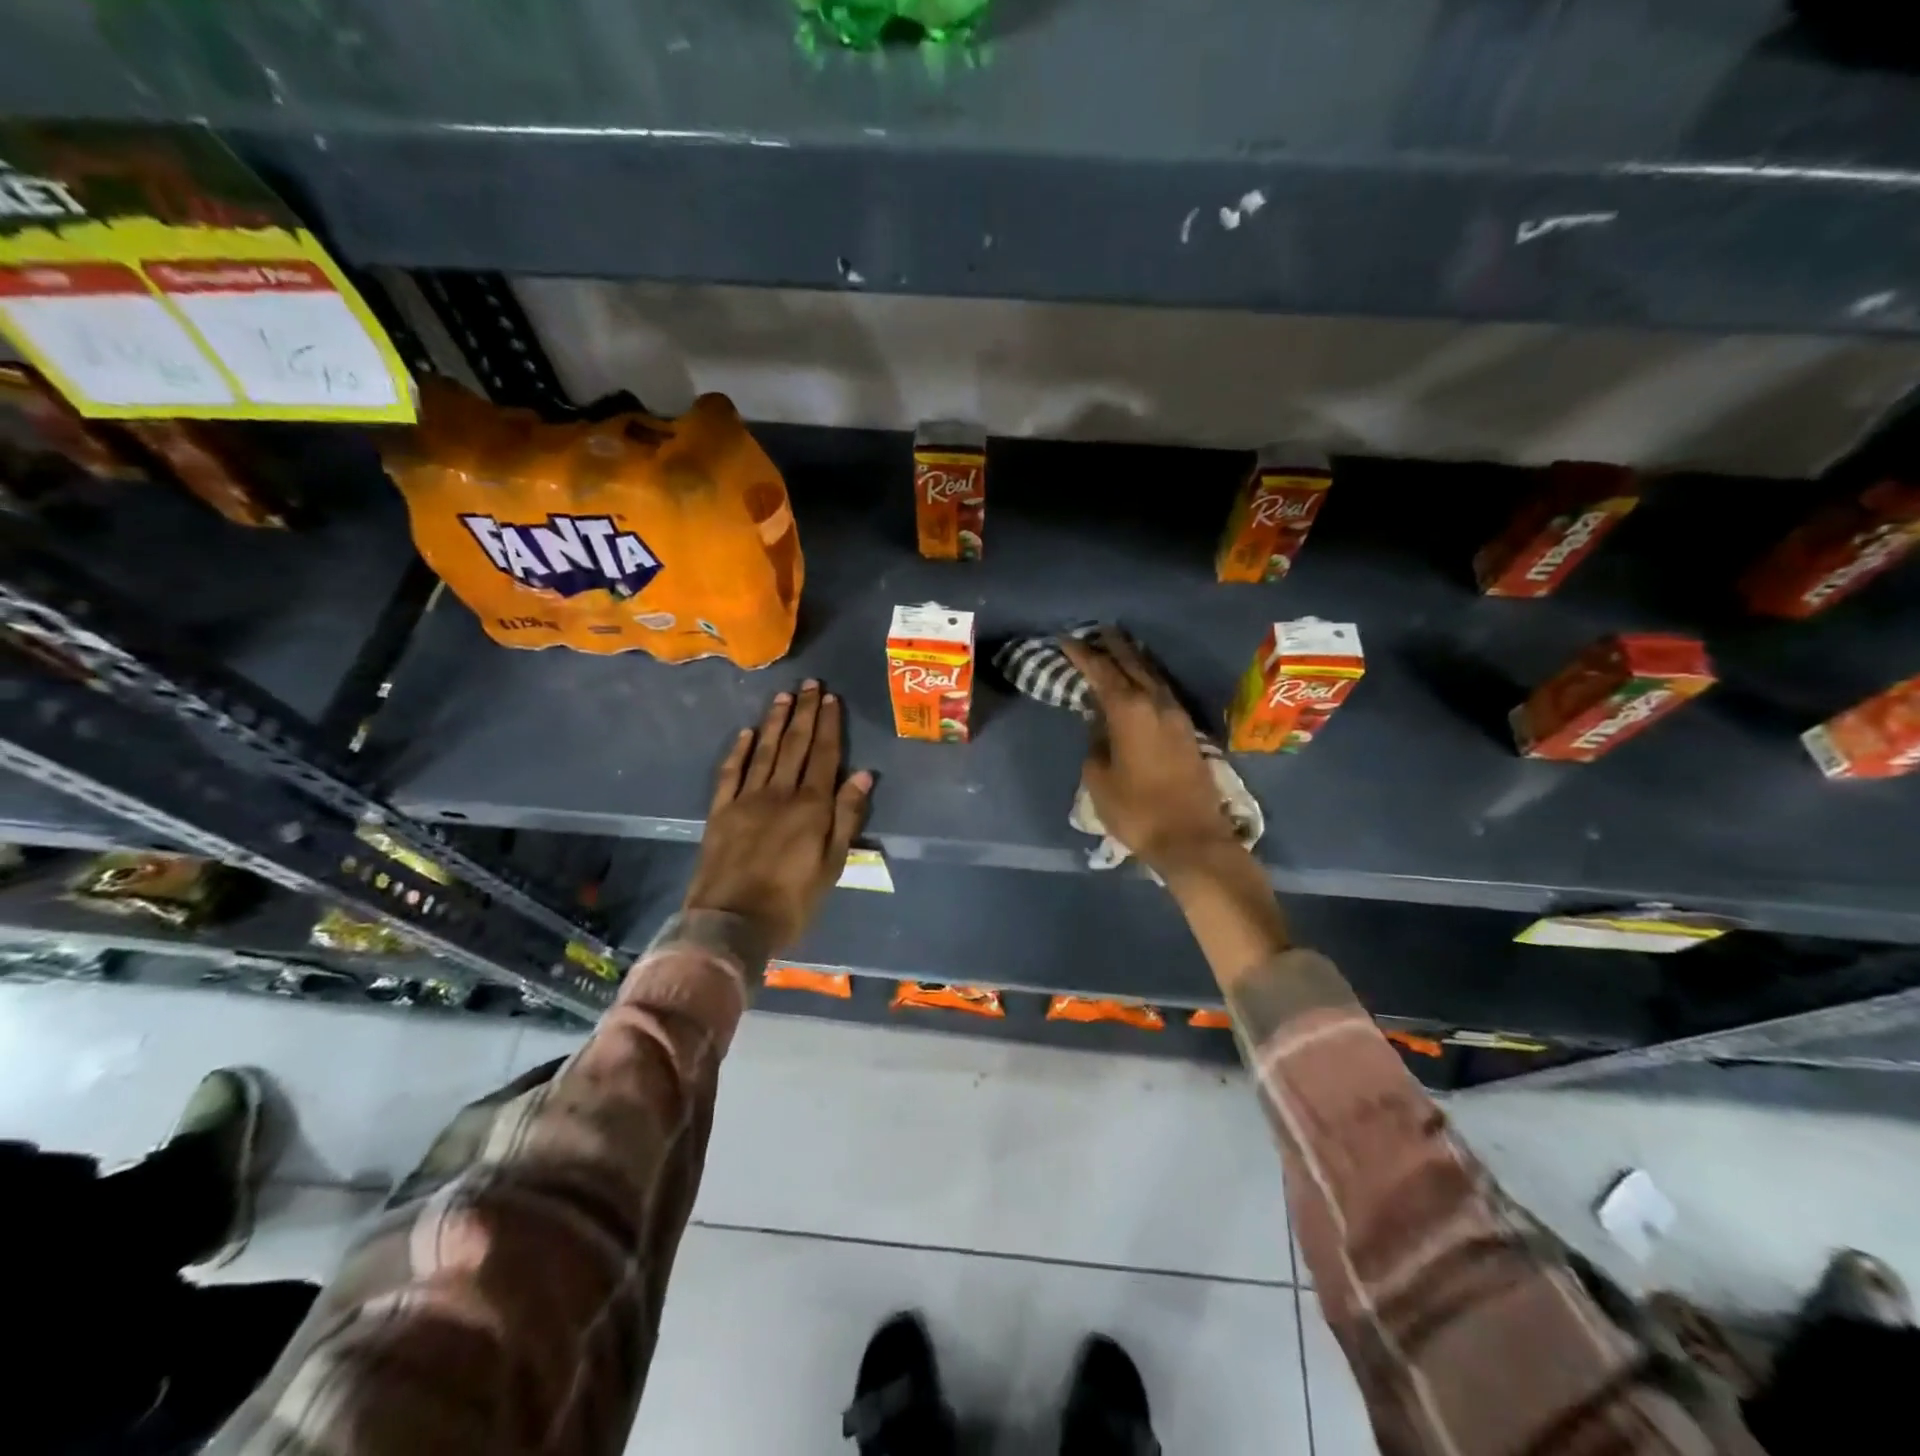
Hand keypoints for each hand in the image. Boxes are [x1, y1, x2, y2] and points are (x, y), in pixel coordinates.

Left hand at [684, 681, 872, 950]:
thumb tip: (863, 775)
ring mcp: (746, 800)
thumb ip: (846, 817)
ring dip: (774, 722)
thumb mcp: (832, 865)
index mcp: (811, 806)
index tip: (831, 698)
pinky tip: (746, 733)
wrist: (732, 923)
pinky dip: (738, 751)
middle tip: (810, 684)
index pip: (824, 756)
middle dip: (804, 713)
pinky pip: (730, 773)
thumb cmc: (793, 901)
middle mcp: (779, 793)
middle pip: (795, 746)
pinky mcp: (720, 811)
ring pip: (764, 751)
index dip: (829, 725)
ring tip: (783, 697)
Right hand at [1061, 633, 1237, 874]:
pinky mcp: (1188, 730)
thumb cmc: (1136, 810)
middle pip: (1132, 664)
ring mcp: (1177, 715)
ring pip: (1152, 675)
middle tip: (1095, 631)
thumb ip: (1096, 743)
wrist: (1191, 838)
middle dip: (1112, 646)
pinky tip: (1141, 680)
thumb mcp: (1099, 778)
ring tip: (1117, 647)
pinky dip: (1147, 678)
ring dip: (1133, 659)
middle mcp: (1156, 703)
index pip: (1102, 671)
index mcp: (1130, 710)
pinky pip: (1163, 691)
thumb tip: (1099, 724)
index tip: (1065, 640)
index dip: (1082, 654)